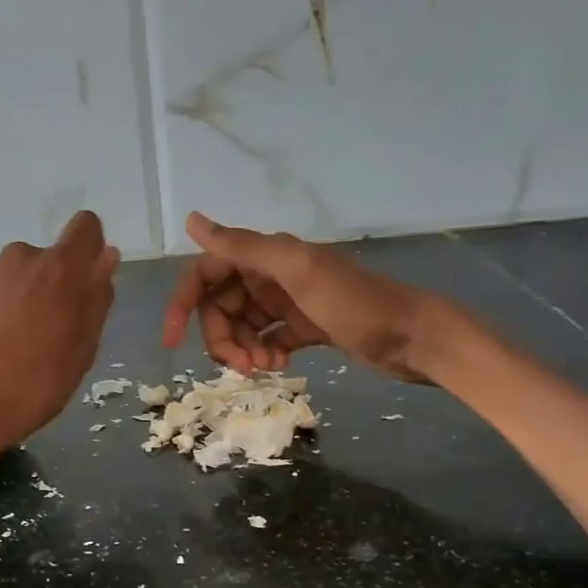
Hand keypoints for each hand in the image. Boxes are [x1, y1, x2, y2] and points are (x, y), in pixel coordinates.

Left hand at [0, 211, 119, 466]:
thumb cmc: (33, 387)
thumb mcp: (81, 351)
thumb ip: (96, 298)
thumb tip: (106, 257)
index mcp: (58, 269)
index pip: (86, 227)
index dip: (91, 248)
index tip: (87, 281)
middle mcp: (19, 258)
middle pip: (47, 259)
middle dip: (53, 286)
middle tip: (50, 334)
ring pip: (15, 277)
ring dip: (21, 299)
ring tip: (12, 347)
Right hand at [163, 212, 455, 381]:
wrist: (414, 338)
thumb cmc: (356, 304)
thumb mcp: (297, 271)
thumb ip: (243, 247)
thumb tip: (191, 220)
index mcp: (267, 256)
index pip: (206, 273)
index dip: (184, 303)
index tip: (172, 341)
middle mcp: (272, 274)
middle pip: (221, 305)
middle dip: (220, 336)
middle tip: (239, 364)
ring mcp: (289, 302)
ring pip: (241, 325)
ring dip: (242, 348)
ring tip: (262, 368)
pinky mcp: (305, 326)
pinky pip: (267, 338)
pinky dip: (265, 352)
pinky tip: (280, 364)